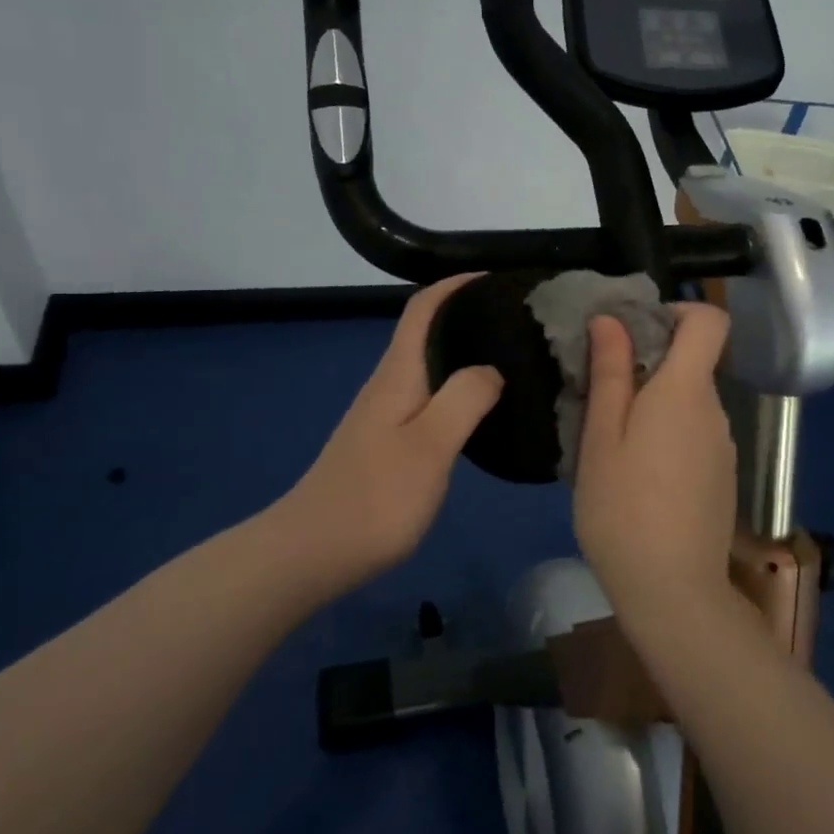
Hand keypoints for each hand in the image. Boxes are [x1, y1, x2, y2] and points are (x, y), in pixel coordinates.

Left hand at [282, 273, 502, 589]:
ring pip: (429, 364)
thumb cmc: (375, 498)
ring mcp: (385, 413)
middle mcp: (389, 383)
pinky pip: (428, 395)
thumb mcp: (430, 446)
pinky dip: (457, 386)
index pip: (424, 307)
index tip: (499, 280)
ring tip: (511, 358)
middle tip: (520, 321)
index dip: (457, 285)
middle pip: (427, 330)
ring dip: (464, 351)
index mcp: (398, 374)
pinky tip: (480, 408)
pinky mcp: (387, 441)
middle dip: (468, 314)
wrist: (312, 553)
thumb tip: (492, 367)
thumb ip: (464, 399)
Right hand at [572, 302, 736, 629]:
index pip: (709, 320)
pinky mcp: (721, 476)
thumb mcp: (602, 438)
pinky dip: (666, 435)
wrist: (673, 592)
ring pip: (688, 402)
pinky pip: (694, 434)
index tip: (635, 331)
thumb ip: (611, 374)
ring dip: (653, 404)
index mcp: (685, 391)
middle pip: (691, 362)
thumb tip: (611, 320)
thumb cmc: (623, 509)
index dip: (677, 310)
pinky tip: (636, 476)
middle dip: (648, 364)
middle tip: (600, 395)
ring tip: (611, 442)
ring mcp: (722, 446)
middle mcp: (714, 410)